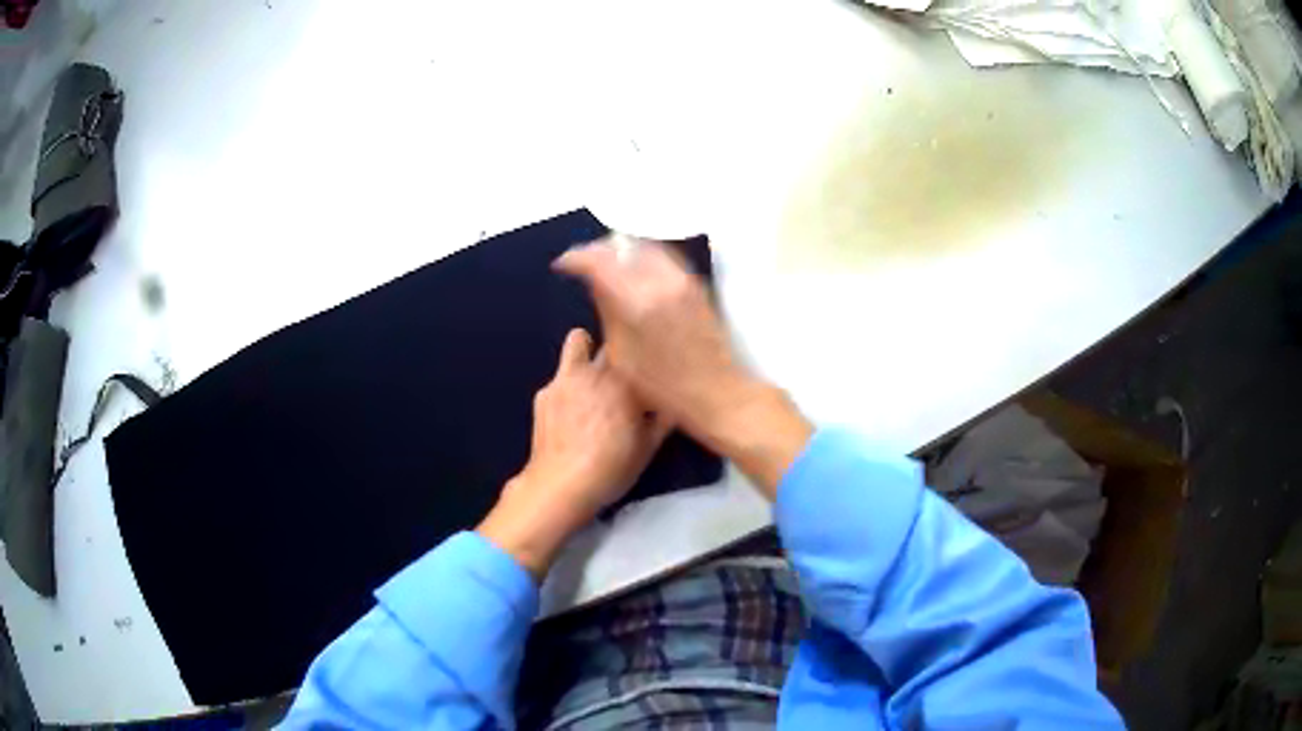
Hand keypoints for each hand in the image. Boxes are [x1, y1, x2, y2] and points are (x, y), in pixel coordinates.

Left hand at [478, 328, 666, 577]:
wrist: (561, 485)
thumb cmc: (611, 467)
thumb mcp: (647, 448)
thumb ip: (662, 419)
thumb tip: (673, 402)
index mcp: (626, 380)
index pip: (638, 348)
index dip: (644, 355)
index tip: (648, 367)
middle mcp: (595, 370)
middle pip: (609, 341)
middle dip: (616, 350)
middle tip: (622, 373)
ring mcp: (565, 378)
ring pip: (577, 343)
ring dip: (585, 351)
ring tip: (592, 378)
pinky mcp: (543, 393)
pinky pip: (560, 376)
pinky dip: (568, 384)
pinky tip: (570, 410)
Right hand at [554, 236, 812, 495]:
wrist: (717, 392)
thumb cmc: (664, 387)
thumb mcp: (623, 355)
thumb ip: (607, 312)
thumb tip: (593, 283)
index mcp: (637, 301)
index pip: (599, 262)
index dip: (576, 259)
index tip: (563, 265)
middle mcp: (661, 280)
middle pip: (622, 248)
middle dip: (597, 250)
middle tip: (581, 261)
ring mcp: (682, 279)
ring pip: (644, 247)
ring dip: (620, 250)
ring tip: (604, 261)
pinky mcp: (696, 284)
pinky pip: (663, 256)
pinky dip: (642, 255)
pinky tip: (633, 268)